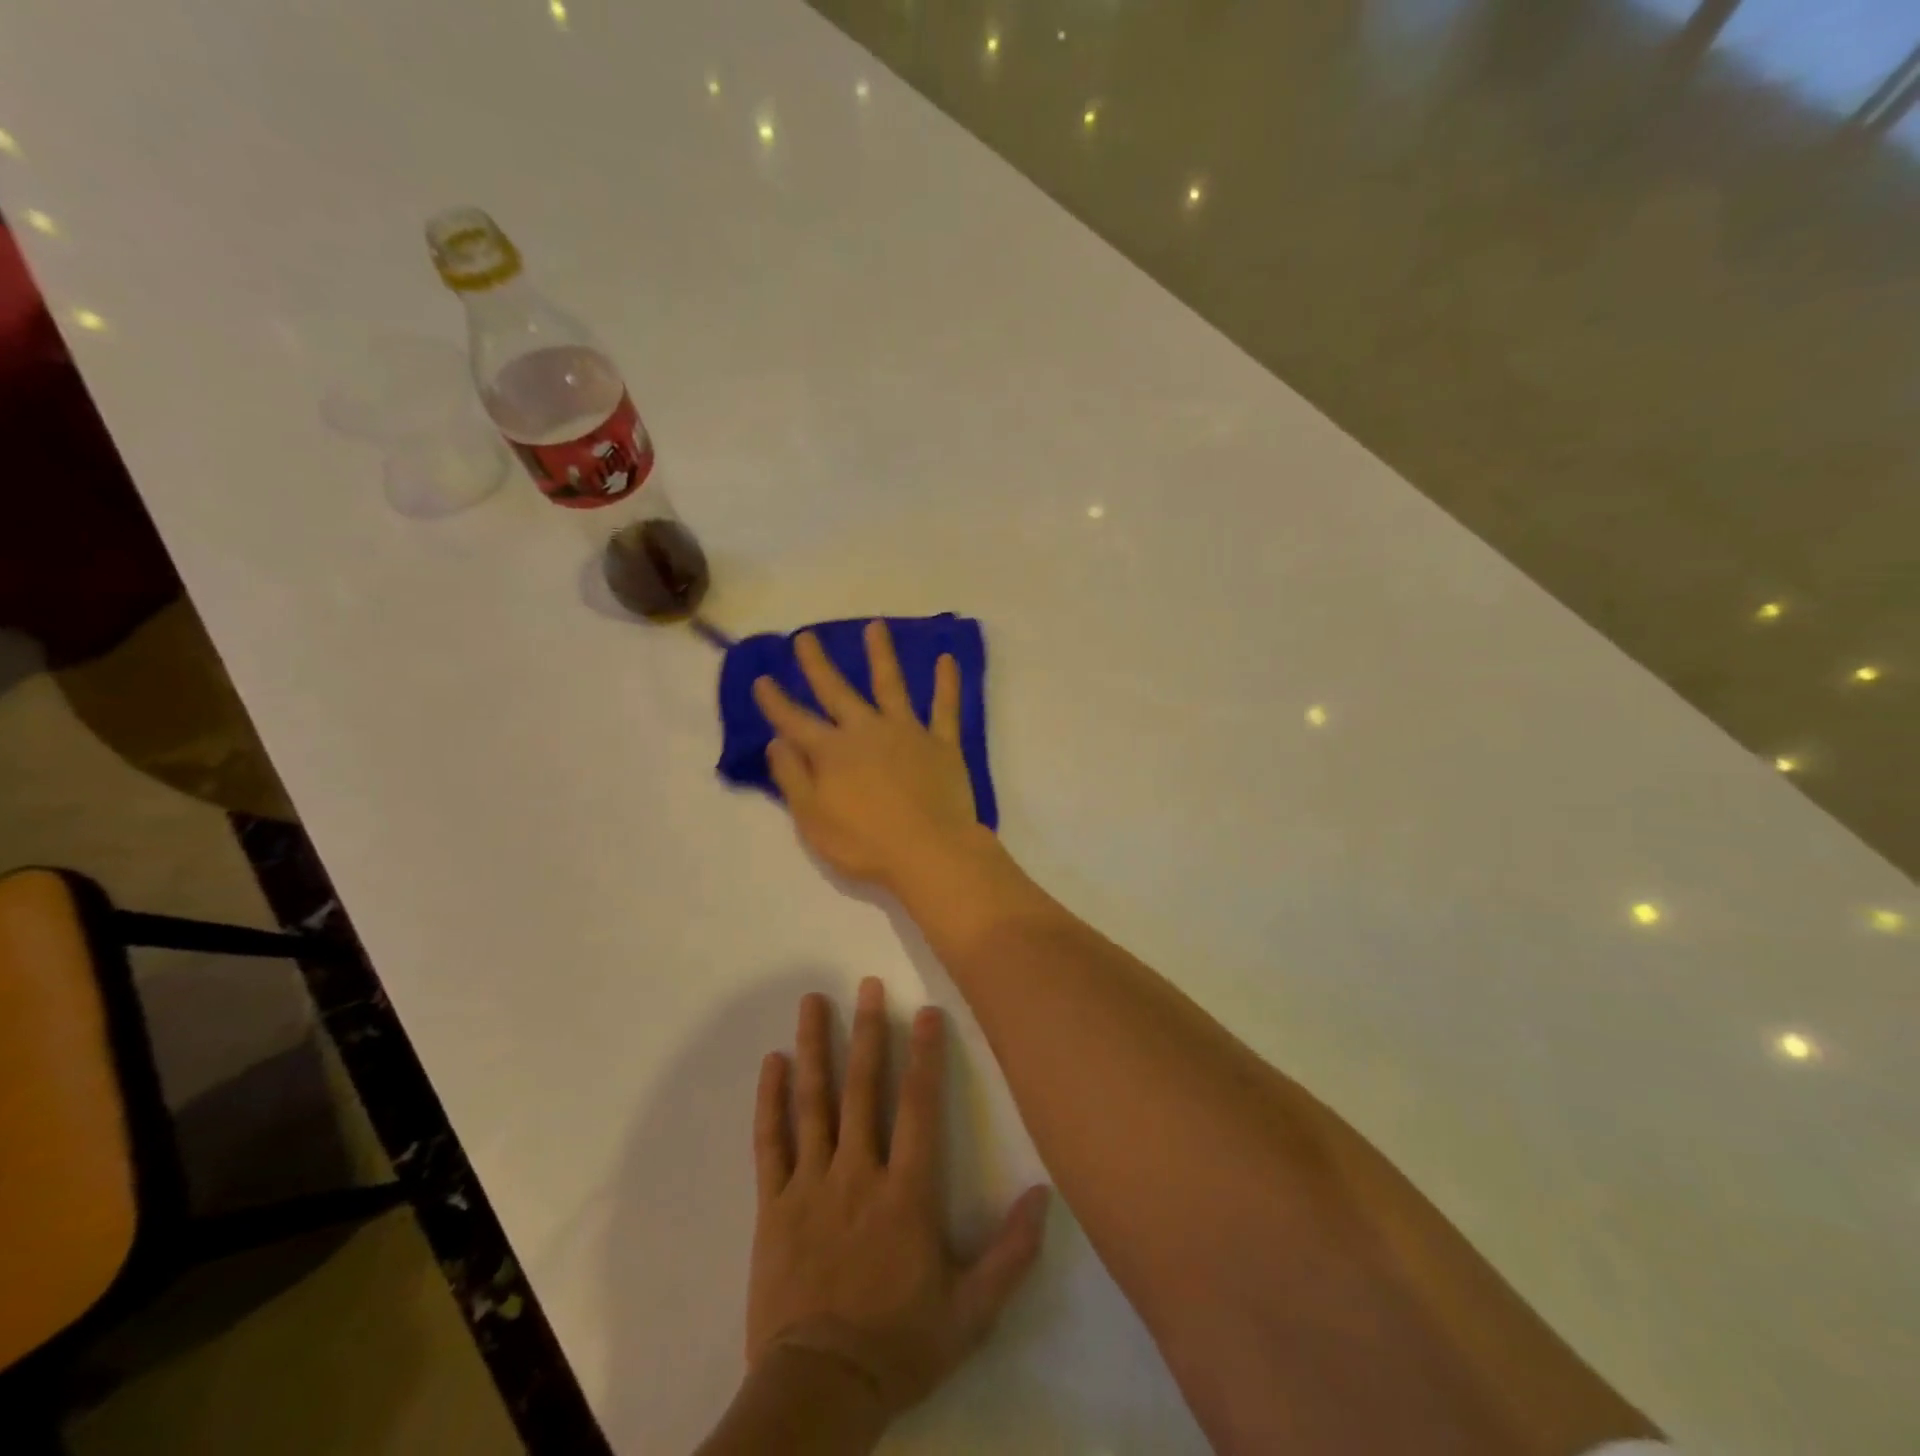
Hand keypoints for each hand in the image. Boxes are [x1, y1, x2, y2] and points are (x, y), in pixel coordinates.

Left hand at [747, 979, 1050, 1420]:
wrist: (819, 1390)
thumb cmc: (899, 1344)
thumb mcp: (972, 1312)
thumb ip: (1011, 1253)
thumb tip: (1044, 1195)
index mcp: (905, 1192)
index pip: (919, 1106)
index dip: (925, 1054)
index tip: (925, 1011)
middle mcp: (857, 1173)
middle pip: (862, 1088)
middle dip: (866, 1031)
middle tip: (866, 984)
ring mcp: (810, 1184)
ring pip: (813, 1102)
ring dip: (813, 1047)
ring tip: (812, 1001)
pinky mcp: (773, 1204)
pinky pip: (770, 1142)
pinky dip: (769, 1100)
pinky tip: (771, 1062)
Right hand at [753, 622, 988, 891]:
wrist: (930, 853)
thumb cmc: (865, 844)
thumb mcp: (813, 819)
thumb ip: (793, 777)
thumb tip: (777, 741)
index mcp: (832, 752)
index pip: (795, 721)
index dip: (776, 701)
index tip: (762, 679)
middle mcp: (867, 731)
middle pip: (838, 691)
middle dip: (818, 665)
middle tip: (806, 637)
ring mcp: (907, 733)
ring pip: (891, 685)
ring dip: (881, 655)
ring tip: (875, 626)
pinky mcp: (942, 744)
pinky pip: (945, 708)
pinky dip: (947, 683)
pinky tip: (947, 659)